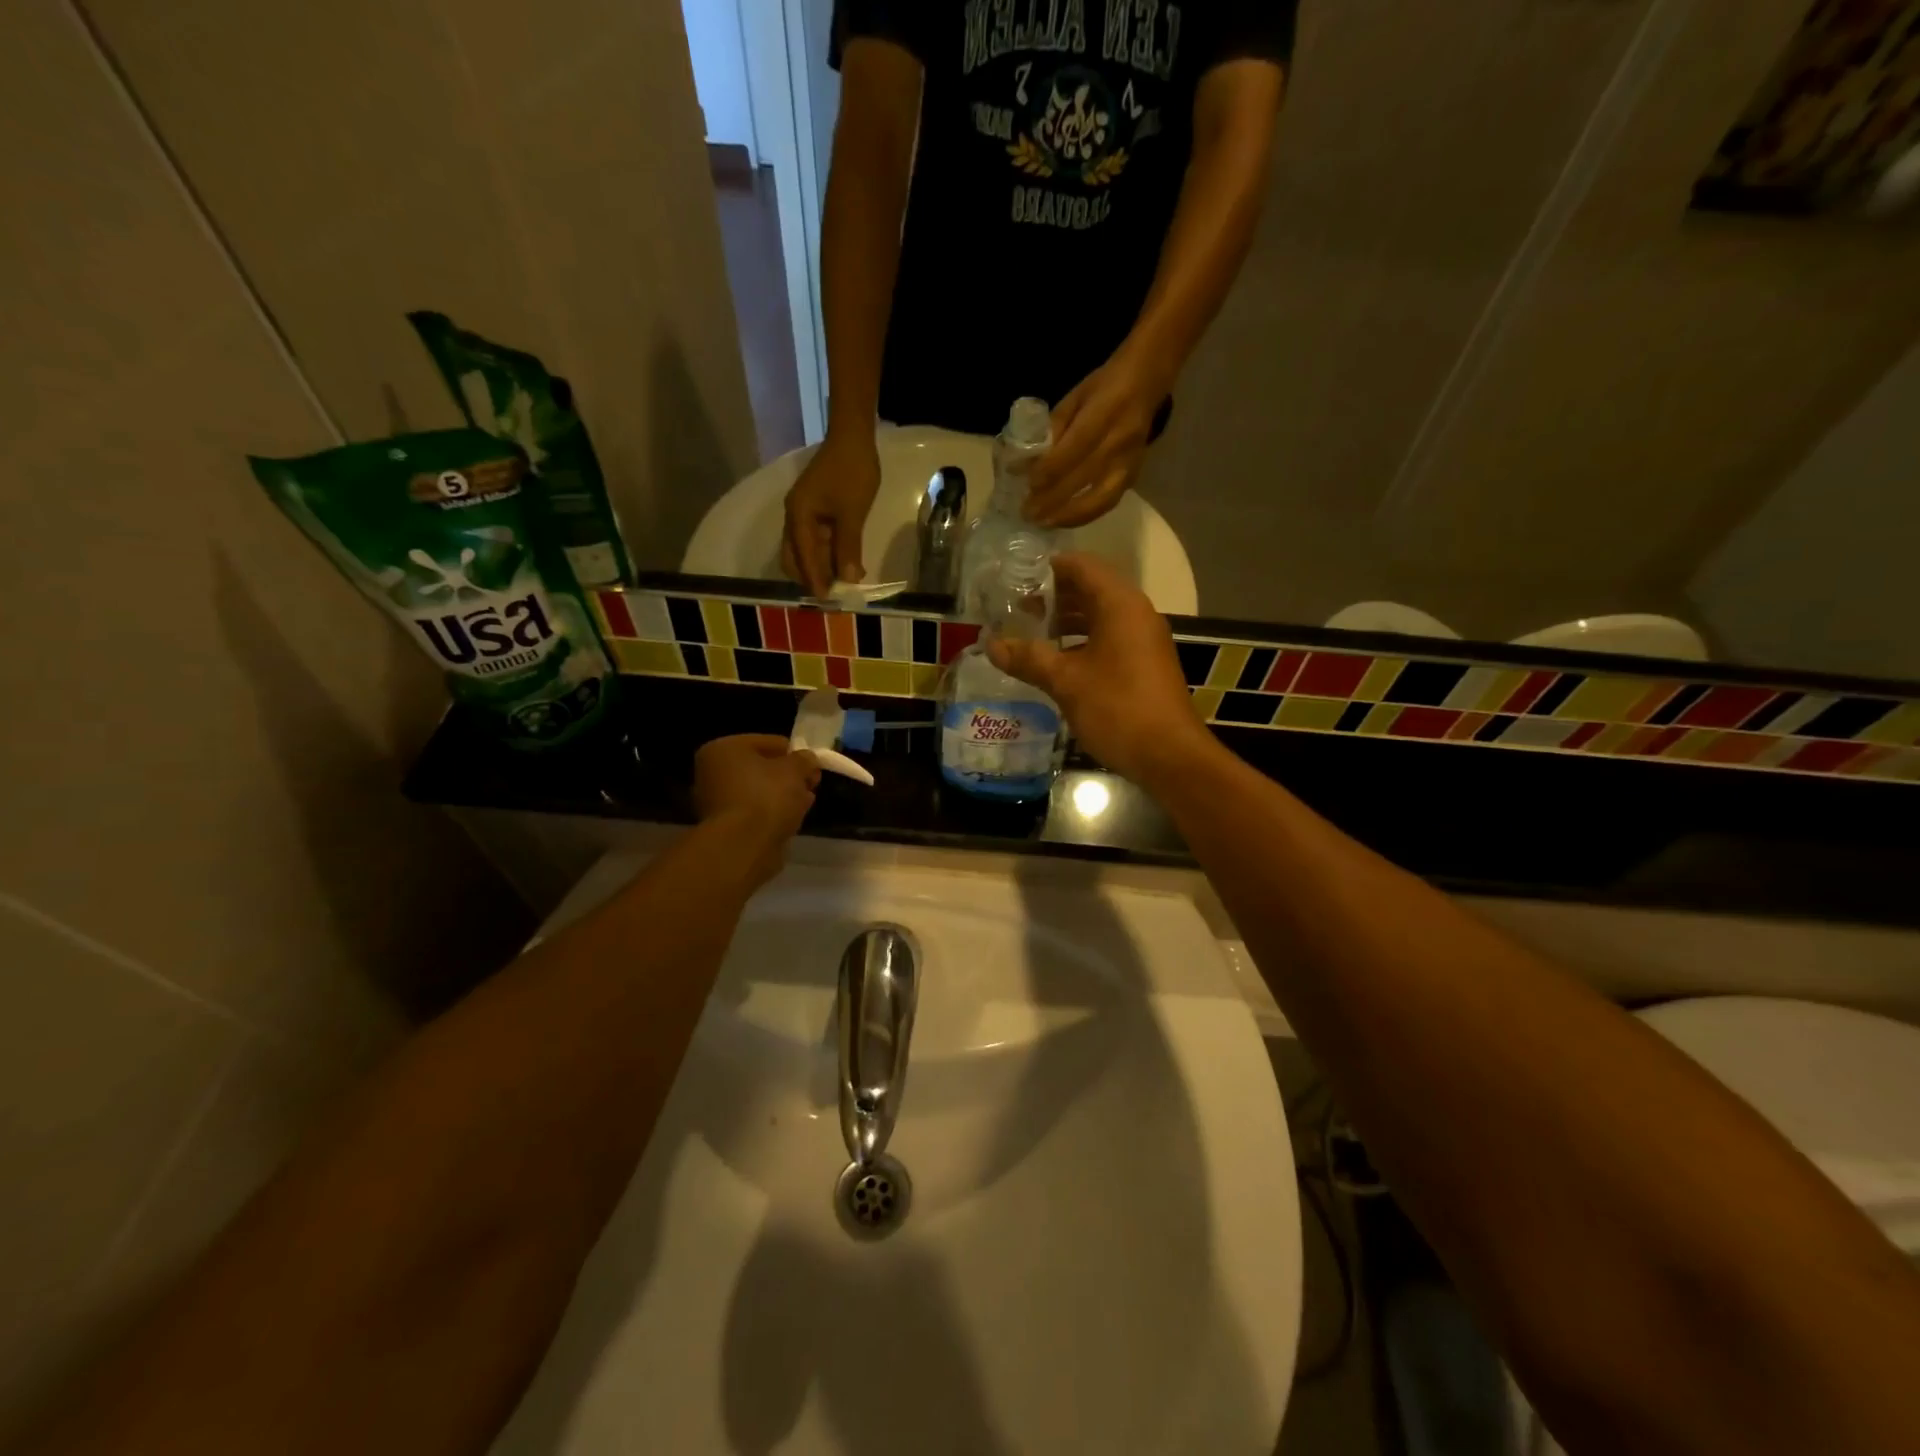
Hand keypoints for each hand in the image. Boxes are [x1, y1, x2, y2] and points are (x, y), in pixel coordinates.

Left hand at [693, 735, 821, 885]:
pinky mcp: (724, 827)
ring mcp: (715, 801)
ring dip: (782, 795)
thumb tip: (807, 759)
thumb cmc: (767, 796)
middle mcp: (712, 772)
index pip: (769, 742)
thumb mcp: (795, 769)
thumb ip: (804, 760)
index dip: (795, 753)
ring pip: (758, 791)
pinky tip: (791, 820)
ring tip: (805, 803)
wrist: (744, 845)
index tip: (814, 766)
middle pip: (761, 768)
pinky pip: (754, 812)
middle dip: (788, 776)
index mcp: (723, 749)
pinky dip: (771, 814)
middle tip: (811, 785)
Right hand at [781, 434, 880, 596]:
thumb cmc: (852, 472)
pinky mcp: (816, 511)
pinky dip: (829, 554)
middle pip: (795, 557)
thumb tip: (848, 579)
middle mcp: (795, 517)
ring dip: (822, 567)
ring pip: (806, 550)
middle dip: (812, 577)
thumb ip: (848, 547)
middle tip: (834, 595)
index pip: (801, 557)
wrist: (854, 437)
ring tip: (843, 584)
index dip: (814, 580)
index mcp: (798, 516)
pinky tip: (846, 564)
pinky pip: (817, 540)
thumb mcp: (852, 513)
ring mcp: (805, 514)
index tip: (827, 600)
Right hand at [985, 553, 1212, 785]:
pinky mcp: (1145, 665)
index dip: (1049, 568)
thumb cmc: (1117, 708)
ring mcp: (1143, 641)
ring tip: (1031, 636)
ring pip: (1100, 618)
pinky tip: (1057, 663)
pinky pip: (1109, 640)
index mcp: (1120, 605)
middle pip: (1091, 590)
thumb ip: (1028, 658)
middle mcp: (1136, 614)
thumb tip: (991, 645)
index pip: (1082, 566)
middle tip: (1017, 610)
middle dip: (1054, 598)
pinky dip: (1082, 643)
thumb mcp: (1066, 682)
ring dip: (1067, 623)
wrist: (1169, 756)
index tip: (1017, 578)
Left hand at [1025, 353, 1168, 528]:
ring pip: (1100, 499)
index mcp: (1104, 413)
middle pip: (1083, 478)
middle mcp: (1119, 441)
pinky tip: (1065, 520)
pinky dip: (1085, 515)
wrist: (1147, 383)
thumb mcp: (1074, 398)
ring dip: (1070, 515)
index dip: (1049, 470)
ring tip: (1045, 523)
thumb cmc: (1104, 387)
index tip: (1028, 485)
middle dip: (1052, 499)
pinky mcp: (1134, 475)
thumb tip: (1022, 464)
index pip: (1074, 449)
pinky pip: (1109, 502)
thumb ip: (1051, 430)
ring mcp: (1130, 462)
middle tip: (1028, 513)